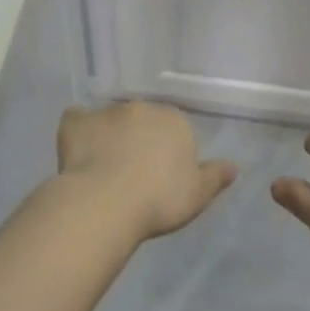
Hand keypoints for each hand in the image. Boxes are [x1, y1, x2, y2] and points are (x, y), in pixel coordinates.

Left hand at [57, 101, 236, 241]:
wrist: (106, 202)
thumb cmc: (159, 199)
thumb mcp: (197, 195)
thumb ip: (215, 177)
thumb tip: (234, 166)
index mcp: (173, 121)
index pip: (176, 130)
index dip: (169, 153)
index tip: (163, 179)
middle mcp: (141, 108)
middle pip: (143, 122)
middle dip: (139, 140)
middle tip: (134, 174)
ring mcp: (106, 112)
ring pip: (111, 121)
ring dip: (110, 136)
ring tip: (105, 170)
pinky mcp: (76, 123)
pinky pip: (77, 121)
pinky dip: (78, 132)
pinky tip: (78, 150)